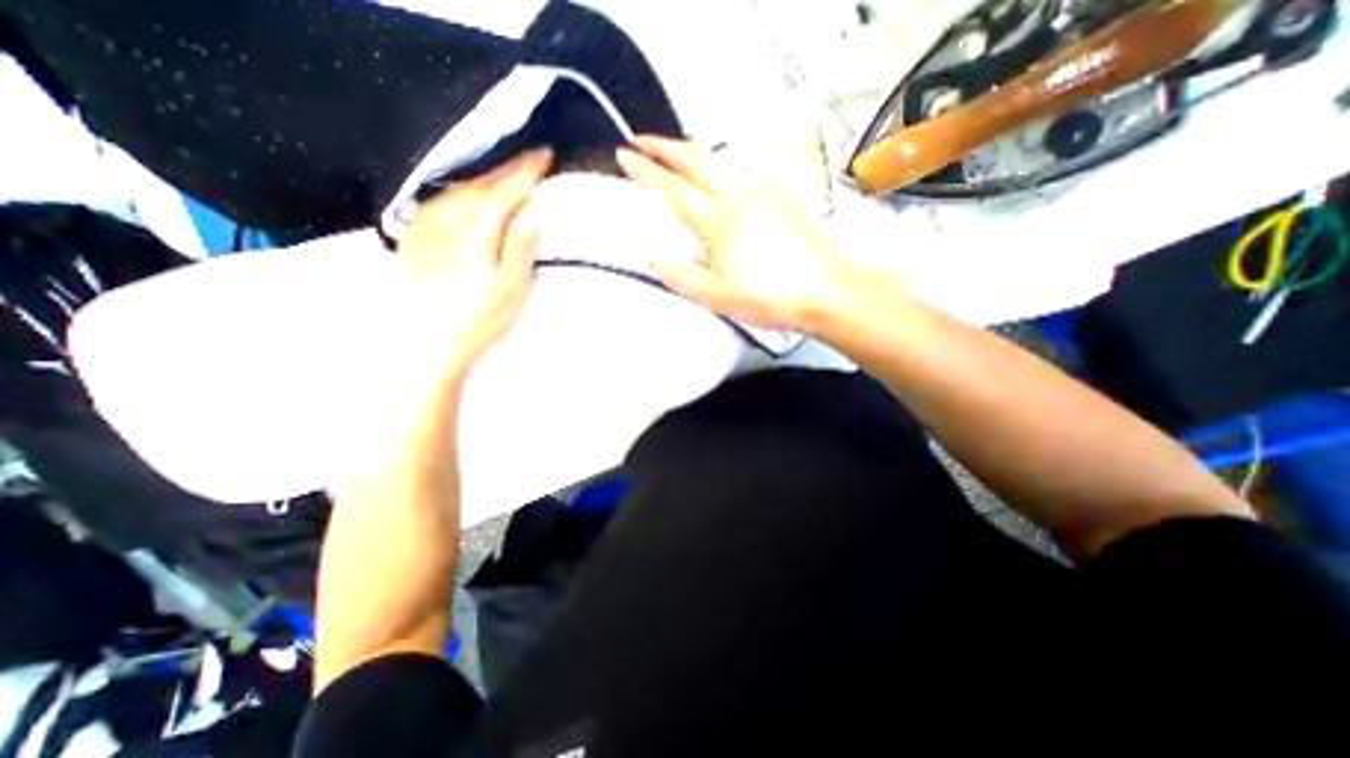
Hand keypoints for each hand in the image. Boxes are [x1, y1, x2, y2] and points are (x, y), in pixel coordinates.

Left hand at [398, 147, 552, 377]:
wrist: (423, 346)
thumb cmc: (476, 322)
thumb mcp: (510, 289)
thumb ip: (519, 247)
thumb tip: (533, 212)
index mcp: (475, 232)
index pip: (504, 191)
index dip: (525, 172)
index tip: (544, 155)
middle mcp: (446, 221)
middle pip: (480, 185)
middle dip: (507, 170)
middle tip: (529, 159)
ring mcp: (425, 228)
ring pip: (458, 190)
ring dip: (483, 177)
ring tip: (504, 174)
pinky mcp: (413, 240)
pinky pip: (438, 202)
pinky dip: (458, 191)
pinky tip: (464, 195)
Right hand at [615, 137, 847, 330]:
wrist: (821, 292)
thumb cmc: (767, 297)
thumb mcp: (714, 295)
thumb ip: (680, 275)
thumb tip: (656, 256)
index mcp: (718, 221)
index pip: (673, 188)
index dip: (645, 170)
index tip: (624, 154)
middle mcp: (739, 197)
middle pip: (697, 160)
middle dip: (666, 146)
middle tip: (643, 140)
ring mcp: (764, 195)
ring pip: (723, 165)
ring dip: (696, 159)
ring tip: (681, 164)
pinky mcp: (783, 200)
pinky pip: (748, 182)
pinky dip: (728, 182)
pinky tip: (729, 196)